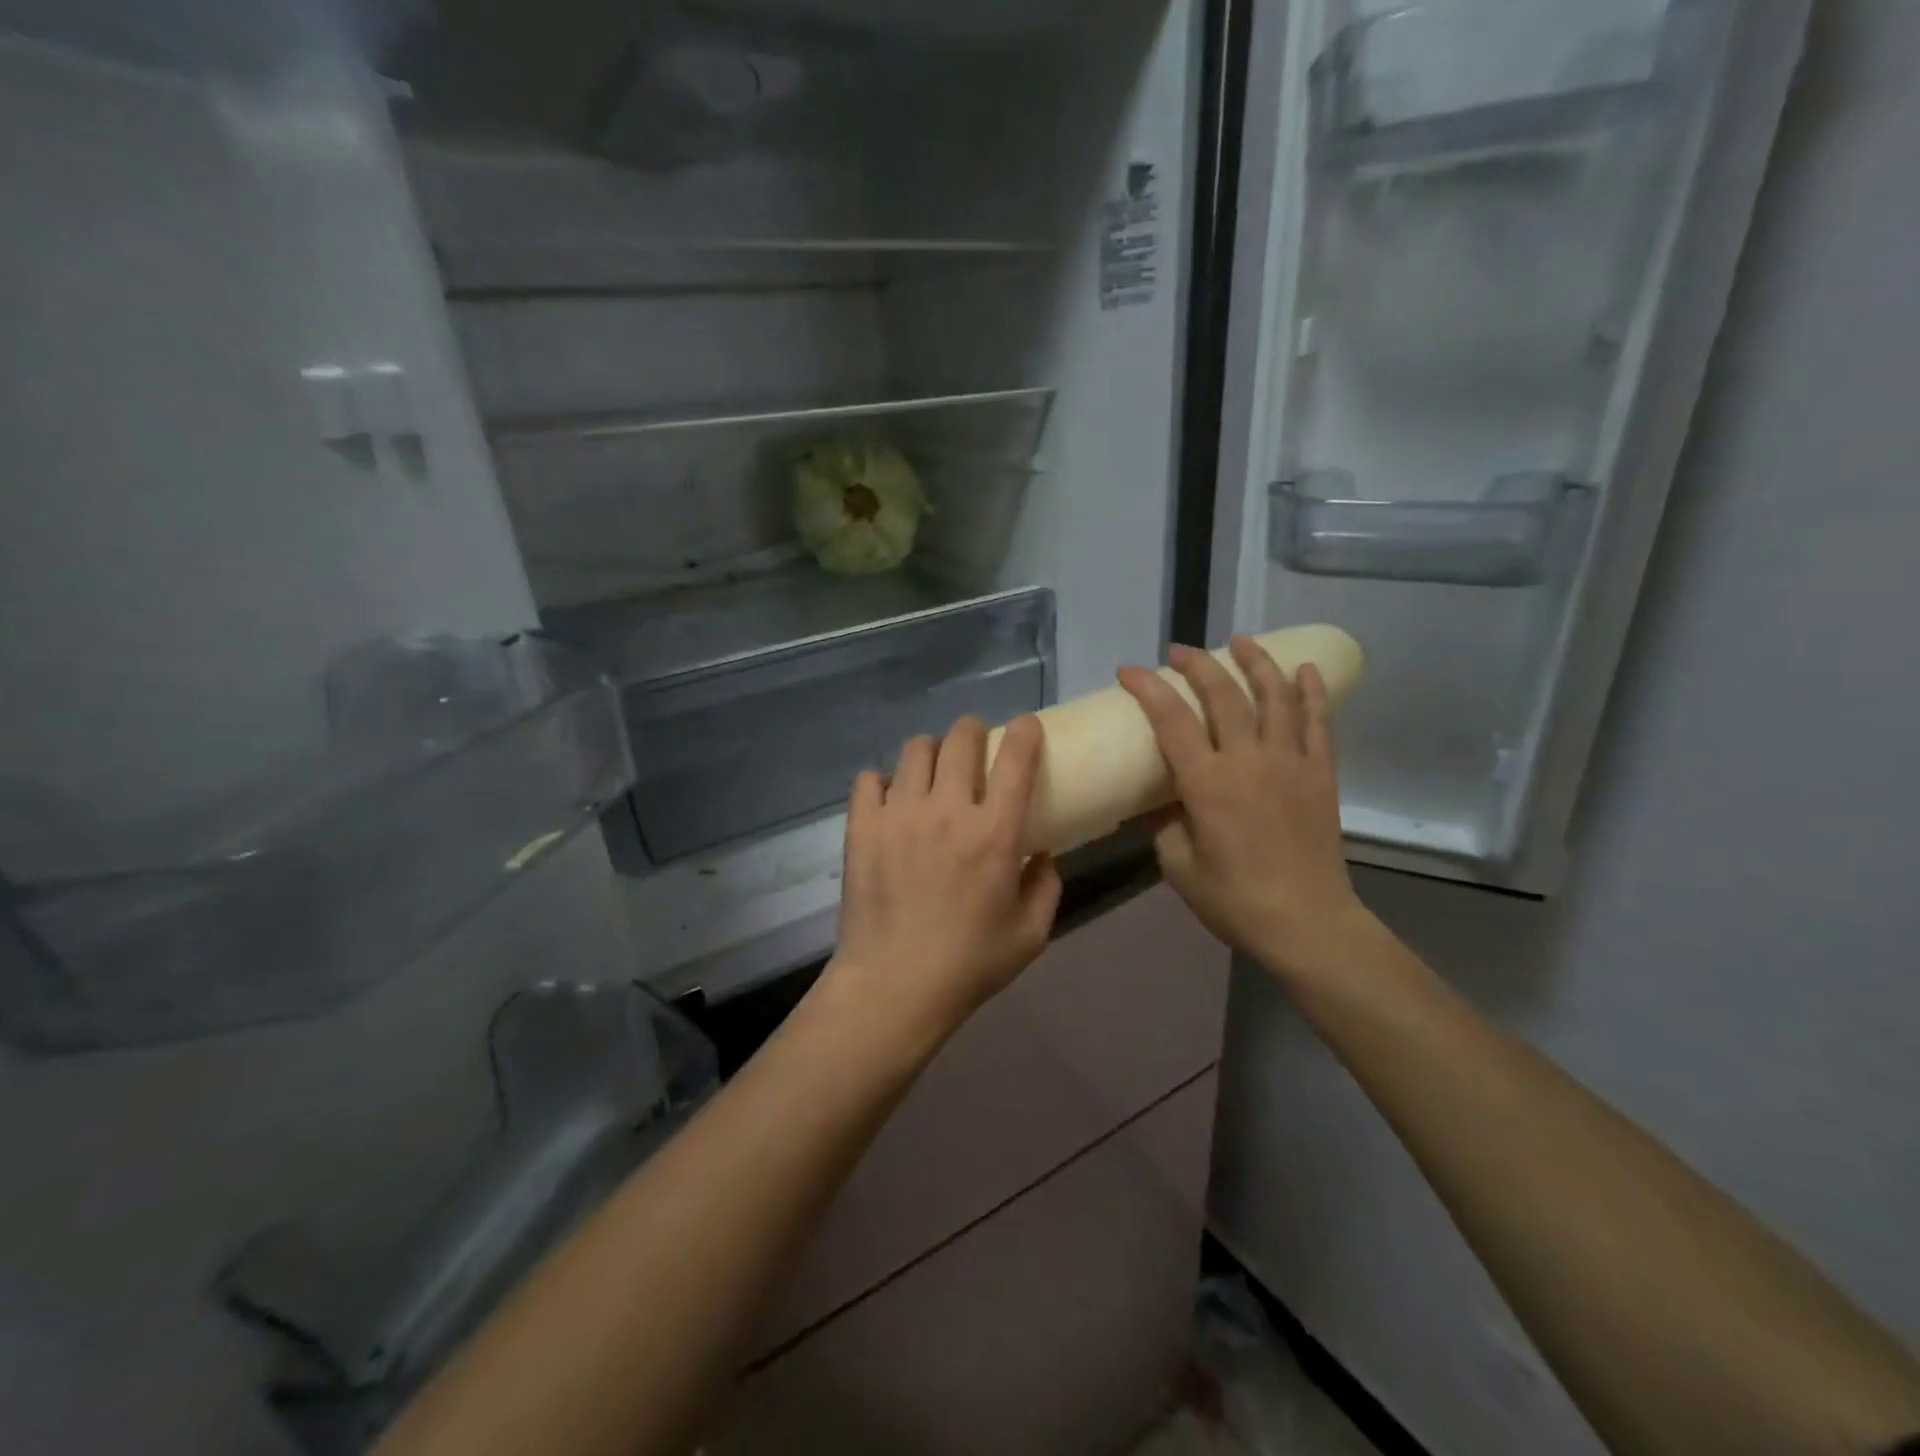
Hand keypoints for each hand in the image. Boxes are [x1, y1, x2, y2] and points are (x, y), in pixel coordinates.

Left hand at [828, 715, 1062, 1050]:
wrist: (892, 988)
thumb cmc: (968, 965)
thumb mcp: (1031, 934)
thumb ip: (1046, 887)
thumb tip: (1041, 855)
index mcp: (994, 833)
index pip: (1015, 758)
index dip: (1024, 732)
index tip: (1025, 728)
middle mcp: (946, 810)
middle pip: (960, 738)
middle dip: (973, 730)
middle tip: (975, 745)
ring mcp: (899, 815)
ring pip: (915, 750)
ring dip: (931, 752)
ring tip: (931, 772)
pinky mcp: (862, 827)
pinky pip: (869, 779)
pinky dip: (883, 782)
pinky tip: (890, 802)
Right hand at [1118, 639, 1372, 983]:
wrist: (1307, 923)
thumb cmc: (1234, 900)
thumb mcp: (1178, 866)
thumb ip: (1166, 825)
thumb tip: (1168, 802)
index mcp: (1207, 783)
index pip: (1171, 719)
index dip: (1147, 688)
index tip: (1128, 671)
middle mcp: (1248, 760)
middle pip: (1223, 695)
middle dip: (1197, 665)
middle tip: (1178, 652)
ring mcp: (1290, 763)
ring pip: (1275, 696)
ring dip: (1256, 662)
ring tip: (1241, 641)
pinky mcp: (1320, 774)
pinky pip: (1319, 722)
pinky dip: (1312, 692)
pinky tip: (1306, 670)